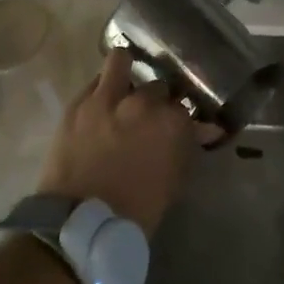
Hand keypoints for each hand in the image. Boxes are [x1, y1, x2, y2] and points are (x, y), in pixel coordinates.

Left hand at [35, 48, 203, 234]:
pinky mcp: (78, 104)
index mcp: (172, 121)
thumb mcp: (173, 181)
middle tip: (151, 115)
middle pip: (158, 85)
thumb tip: (204, 130)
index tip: (181, 126)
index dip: (184, 118)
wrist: (79, 224)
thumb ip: (187, 148)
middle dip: (158, 99)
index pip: (187, 107)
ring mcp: (107, 98)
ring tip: (124, 84)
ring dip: (126, 69)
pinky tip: (102, 101)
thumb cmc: (136, 211)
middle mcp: (143, 101)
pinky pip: (94, 81)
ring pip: (121, 59)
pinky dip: (101, 88)